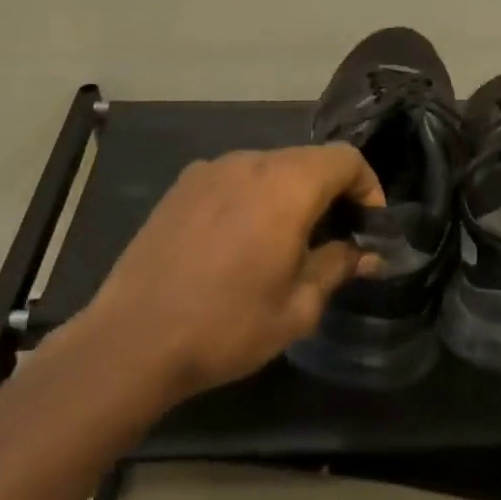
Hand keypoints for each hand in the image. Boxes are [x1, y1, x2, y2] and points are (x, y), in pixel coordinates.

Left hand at [69, 145, 383, 401]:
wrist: (131, 340)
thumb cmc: (227, 326)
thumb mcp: (297, 307)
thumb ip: (337, 266)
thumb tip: (367, 254)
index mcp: (286, 186)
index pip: (345, 158)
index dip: (368, 186)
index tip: (369, 225)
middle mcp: (250, 162)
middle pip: (308, 160)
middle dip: (330, 192)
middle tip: (334, 238)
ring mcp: (211, 170)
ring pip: (270, 167)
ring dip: (290, 194)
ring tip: (285, 242)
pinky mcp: (182, 185)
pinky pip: (234, 178)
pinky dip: (252, 197)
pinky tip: (239, 241)